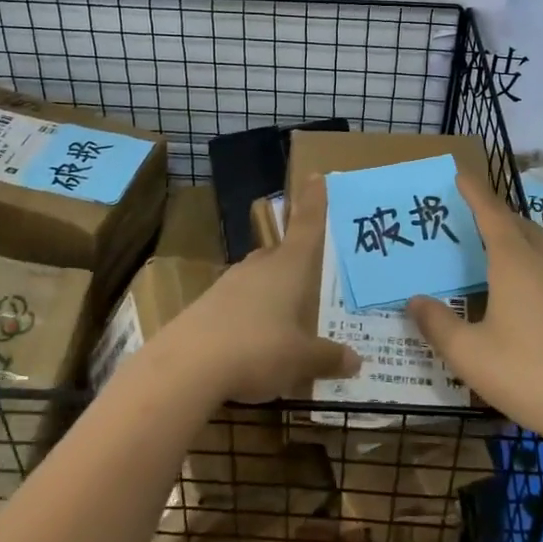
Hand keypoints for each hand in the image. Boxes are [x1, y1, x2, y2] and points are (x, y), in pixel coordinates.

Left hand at [157, 175, 359, 403]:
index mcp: (288, 267)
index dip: (313, 202)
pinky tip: (253, 342)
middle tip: (310, 273)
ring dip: (271, 290)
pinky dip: (250, 315)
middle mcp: (259, 267)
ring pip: (258, 278)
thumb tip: (354, 360)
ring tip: (285, 317)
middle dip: (294, 259)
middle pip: (280, 253)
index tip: (315, 175)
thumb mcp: (300, 360)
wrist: (187, 366)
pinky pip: (238, 303)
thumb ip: (327, 357)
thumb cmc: (258, 350)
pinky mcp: (207, 306)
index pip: (306, 226)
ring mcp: (229, 284)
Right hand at [407, 170, 542, 465]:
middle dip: (499, 211)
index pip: (490, 215)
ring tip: (541, 210)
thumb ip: (438, 325)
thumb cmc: (529, 375)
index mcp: (512, 263)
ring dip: (541, 222)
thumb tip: (414, 300)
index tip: (462, 173)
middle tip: (482, 208)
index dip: (475, 193)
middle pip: (520, 224)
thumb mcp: (470, 356)